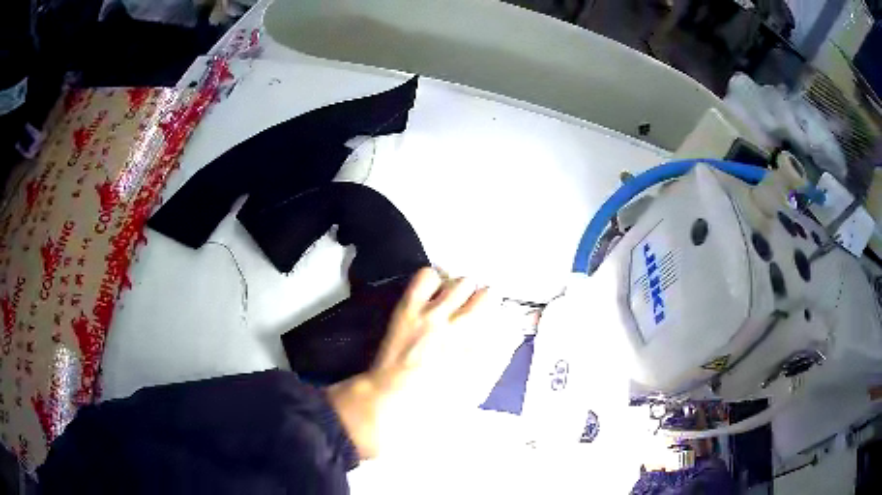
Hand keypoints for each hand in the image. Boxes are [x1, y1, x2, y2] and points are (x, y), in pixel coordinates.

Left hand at [328, 267, 514, 458]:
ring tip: (452, 301)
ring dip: (462, 291)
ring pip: (463, 282)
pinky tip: (431, 294)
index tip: (499, 325)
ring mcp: (436, 314)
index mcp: (485, 349)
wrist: (392, 398)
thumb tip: (511, 338)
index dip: (506, 322)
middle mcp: (464, 327)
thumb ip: (498, 361)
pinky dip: (433, 281)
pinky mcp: (411, 307)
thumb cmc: (435, 404)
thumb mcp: (476, 392)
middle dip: (485, 302)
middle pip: (489, 294)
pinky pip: (428, 276)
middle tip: (473, 311)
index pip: (508, 322)